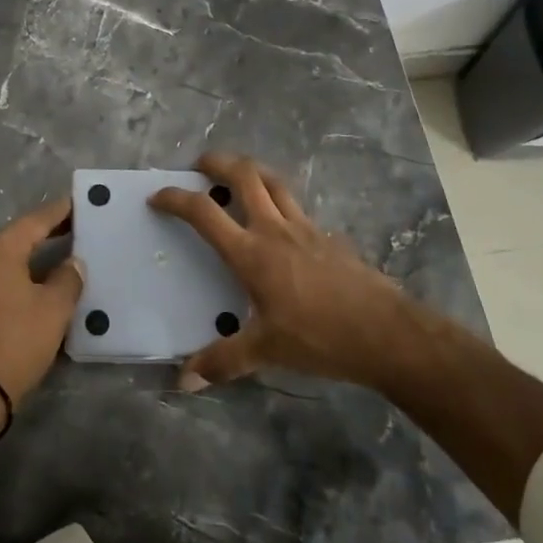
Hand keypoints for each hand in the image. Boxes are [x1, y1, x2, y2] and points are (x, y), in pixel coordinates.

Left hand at [0, 196, 84, 409]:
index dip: (60, 211)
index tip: (80, 201)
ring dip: (35, 256)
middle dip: (49, 232)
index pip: (36, 220)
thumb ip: (68, 279)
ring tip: (65, 254)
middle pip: (20, 236)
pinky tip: (41, 284)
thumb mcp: (53, 309)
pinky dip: (22, 275)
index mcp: (0, 249)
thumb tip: (73, 262)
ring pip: (9, 259)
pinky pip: (0, 278)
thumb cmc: (15, 342)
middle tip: (78, 227)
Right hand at [150, 152, 417, 392]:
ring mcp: (305, 228)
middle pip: (244, 175)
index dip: (176, 198)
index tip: (157, 196)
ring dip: (251, 171)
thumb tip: (182, 381)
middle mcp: (275, 229)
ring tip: (237, 176)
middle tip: (200, 165)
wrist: (385, 331)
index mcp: (251, 252)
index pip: (204, 212)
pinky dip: (280, 200)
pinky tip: (280, 223)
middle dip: (217, 162)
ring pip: (274, 181)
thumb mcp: (266, 352)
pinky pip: (297, 206)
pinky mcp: (328, 236)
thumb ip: (222, 361)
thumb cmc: (319, 337)